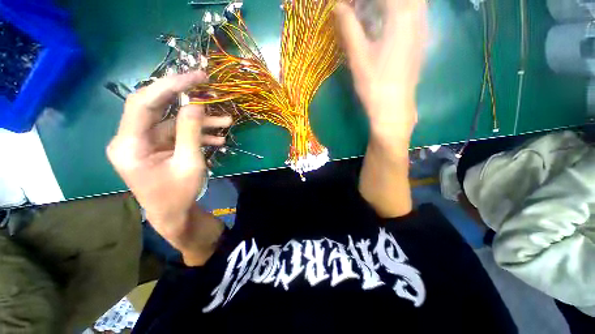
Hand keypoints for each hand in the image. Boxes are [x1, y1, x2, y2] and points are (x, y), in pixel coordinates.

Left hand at [107, 71, 230, 263]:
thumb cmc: (178, 195)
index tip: (195, 77)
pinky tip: (218, 139)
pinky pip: (177, 134)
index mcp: (129, 145)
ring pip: (172, 121)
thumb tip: (196, 104)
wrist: (173, 215)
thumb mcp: (189, 164)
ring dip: (199, 121)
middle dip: (184, 96)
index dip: (169, 86)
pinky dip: (197, 134)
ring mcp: (145, 143)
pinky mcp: (157, 147)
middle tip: (208, 87)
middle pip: (156, 107)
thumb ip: (190, 132)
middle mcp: (131, 139)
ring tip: (226, 121)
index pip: (143, 103)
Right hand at [335, 0, 426, 144]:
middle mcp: (417, 14)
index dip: (361, 0)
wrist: (393, 106)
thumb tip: (338, 6)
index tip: (349, 5)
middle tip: (361, 9)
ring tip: (373, 12)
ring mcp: (423, 26)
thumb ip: (349, 26)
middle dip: (376, 2)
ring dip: (389, 6)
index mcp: (401, 15)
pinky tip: (386, 21)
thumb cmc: (374, 83)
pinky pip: (415, 11)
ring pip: (413, 2)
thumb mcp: (358, 55)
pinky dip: (400, 10)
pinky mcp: (422, 38)